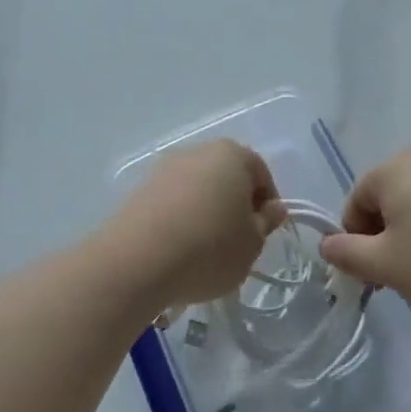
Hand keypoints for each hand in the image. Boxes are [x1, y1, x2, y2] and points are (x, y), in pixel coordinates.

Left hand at [100, 141, 285, 310]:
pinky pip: (172, 202)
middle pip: (227, 176)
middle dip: (235, 204)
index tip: (264, 233)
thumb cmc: (210, 248)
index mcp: (232, 154)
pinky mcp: (140, 189)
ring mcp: (165, 168)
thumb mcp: (252, 243)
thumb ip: (266, 222)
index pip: (260, 172)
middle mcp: (197, 151)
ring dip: (206, 212)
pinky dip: (181, 219)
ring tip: (206, 250)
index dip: (268, 203)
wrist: (138, 260)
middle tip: (239, 241)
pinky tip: (179, 250)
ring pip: (198, 189)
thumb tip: (272, 208)